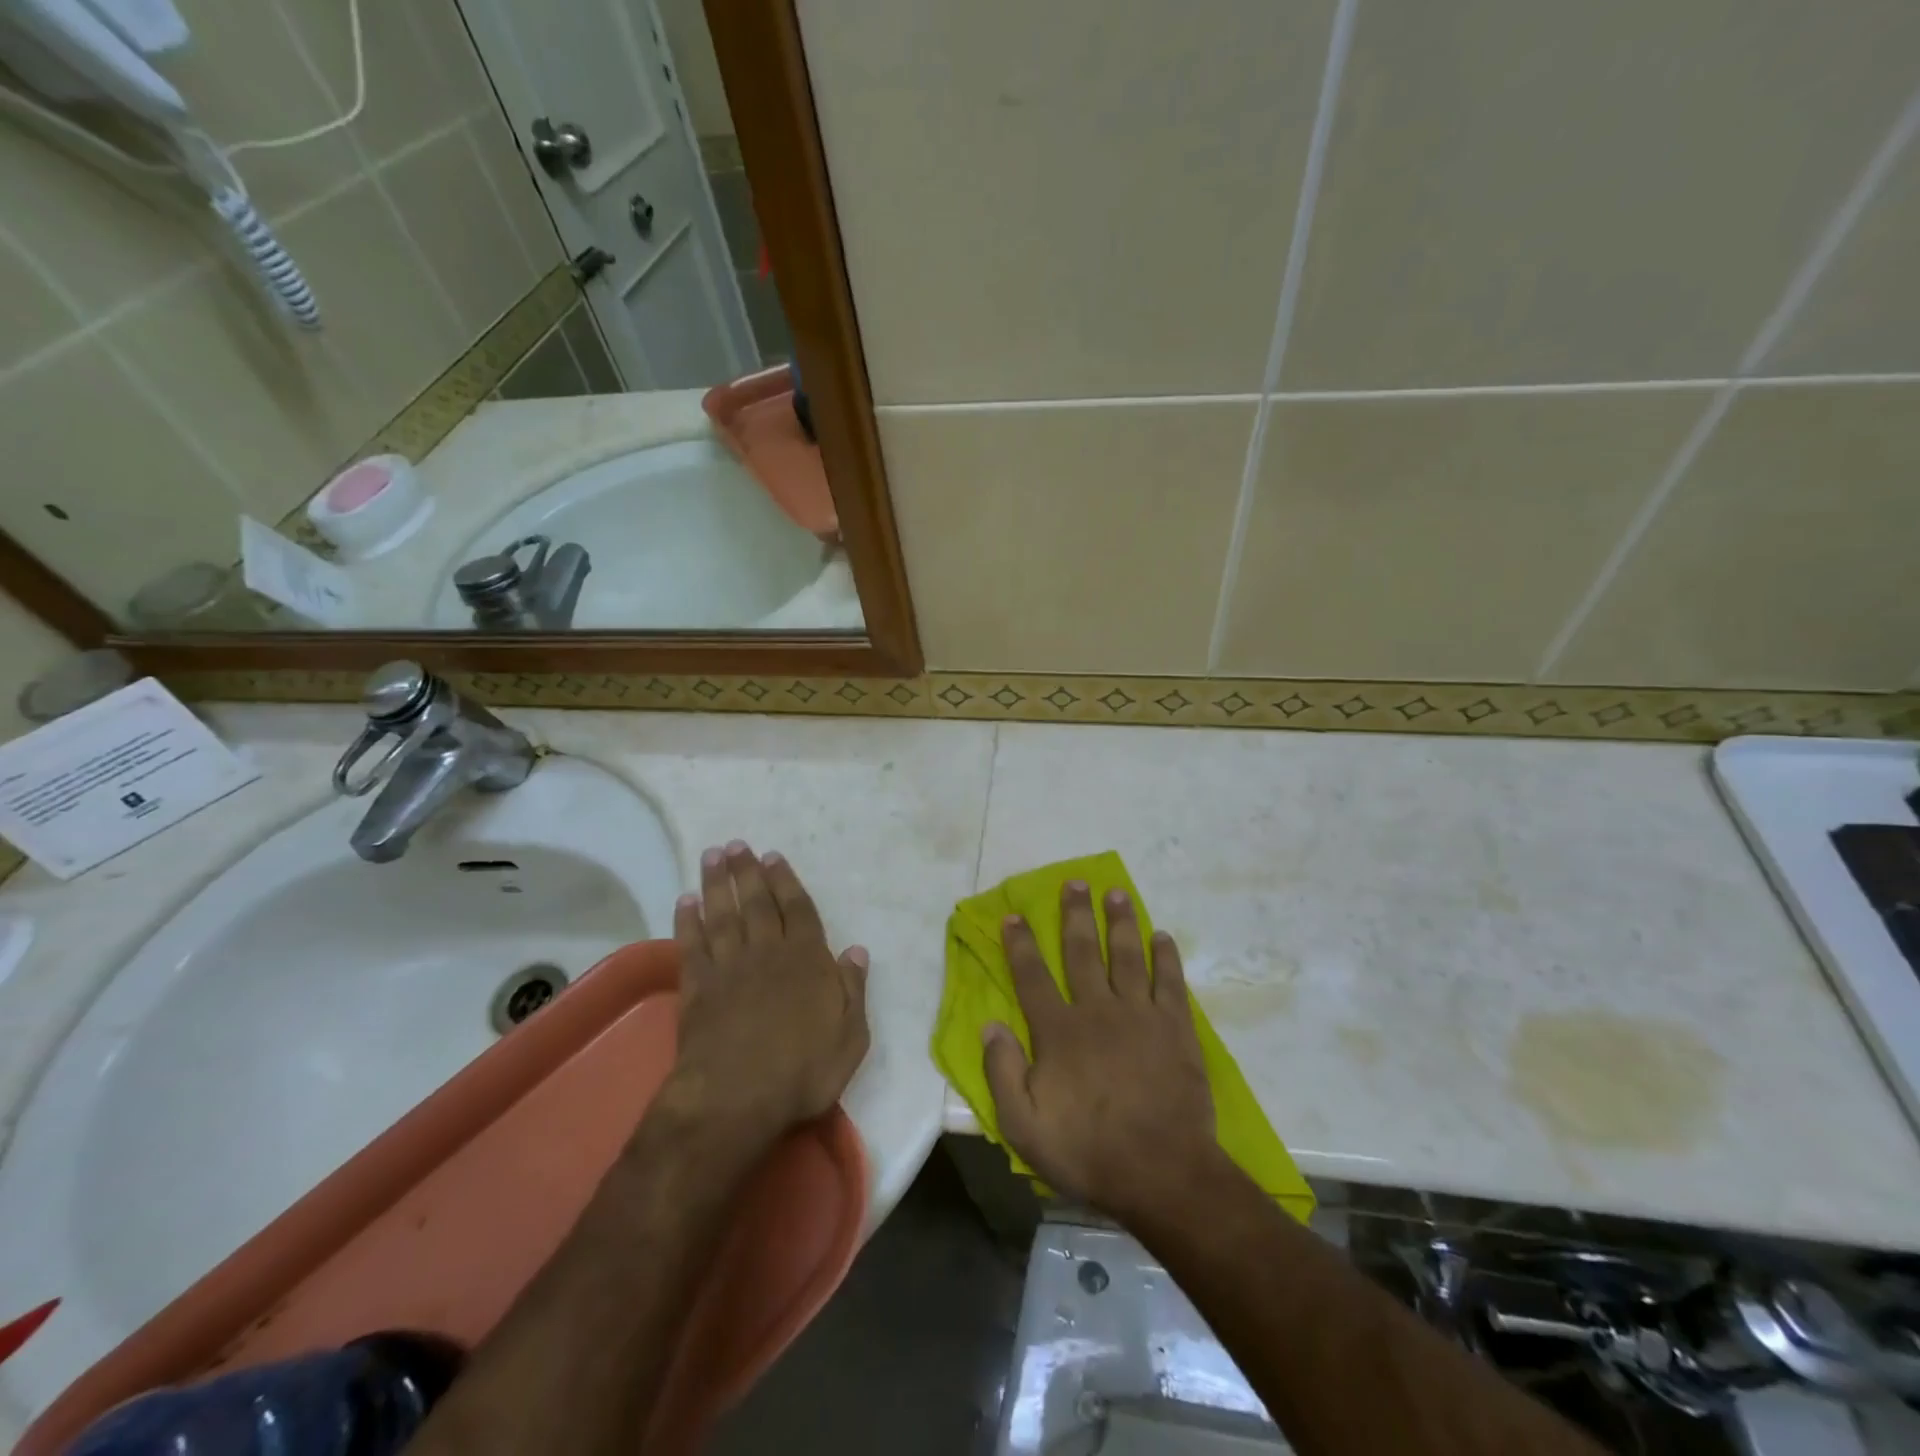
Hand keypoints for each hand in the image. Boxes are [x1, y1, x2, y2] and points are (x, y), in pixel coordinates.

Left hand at [665, 841, 869, 1142]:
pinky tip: (685, 902)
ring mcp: (729, 968)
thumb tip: (855, 950)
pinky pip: (692, 946)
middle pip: (757, 903)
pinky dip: (688, 922)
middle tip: (737, 845)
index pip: (798, 910)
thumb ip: (853, 989)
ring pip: (723, 915)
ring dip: (717, 884)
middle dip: (748, 872)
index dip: (786, 882)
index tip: (773, 856)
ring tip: (712, 856)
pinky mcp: (696, 989)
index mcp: (807, 960)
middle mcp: (767, 953)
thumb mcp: (850, 1036)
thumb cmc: (803, 1070)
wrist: (736, 1098)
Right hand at [982, 883, 1218, 1221]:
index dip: (1020, 944)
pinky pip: (1169, 981)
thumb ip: (1002, 1071)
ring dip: (1120, 921)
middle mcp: (1097, 1010)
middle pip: (1082, 951)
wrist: (1163, 1172)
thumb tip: (989, 1023)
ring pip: (1126, 955)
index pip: (1032, 976)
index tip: (1014, 915)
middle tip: (1074, 883)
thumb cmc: (1088, 1151)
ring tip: (1116, 893)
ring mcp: (1140, 1015)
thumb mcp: (1024, 1125)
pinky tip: (1162, 936)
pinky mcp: (1175, 1027)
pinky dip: (1165, 956)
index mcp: (1059, 1031)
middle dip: (1075, 914)